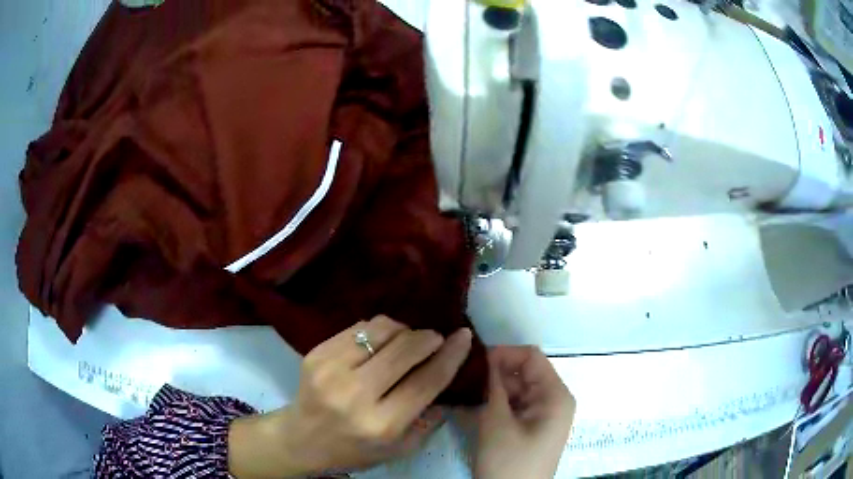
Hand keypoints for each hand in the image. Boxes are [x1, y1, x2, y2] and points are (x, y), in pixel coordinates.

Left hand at [228, 315, 473, 477]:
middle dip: (428, 338)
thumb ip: (429, 417)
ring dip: (403, 330)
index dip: (450, 355)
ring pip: (381, 330)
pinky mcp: (317, 353)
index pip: (426, 381)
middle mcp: (356, 395)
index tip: (464, 336)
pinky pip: (358, 327)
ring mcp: (332, 370)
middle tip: (434, 340)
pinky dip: (377, 330)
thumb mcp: (400, 448)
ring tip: (405, 341)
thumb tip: (448, 376)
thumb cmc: (355, 449)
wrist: (302, 439)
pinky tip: (380, 343)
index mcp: (382, 424)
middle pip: (405, 349)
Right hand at [474, 346, 574, 478]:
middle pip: (525, 373)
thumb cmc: (509, 461)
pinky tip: (474, 406)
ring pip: (518, 389)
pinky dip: (497, 403)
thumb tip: (484, 357)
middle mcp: (554, 400)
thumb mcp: (497, 423)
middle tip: (463, 377)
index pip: (531, 357)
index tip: (473, 360)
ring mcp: (544, 414)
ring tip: (464, 390)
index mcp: (555, 395)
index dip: (503, 353)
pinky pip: (516, 406)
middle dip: (496, 372)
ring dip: (494, 389)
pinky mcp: (533, 427)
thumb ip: (492, 387)